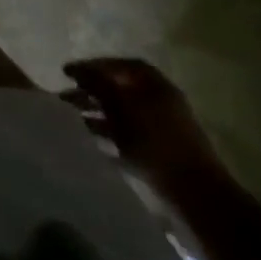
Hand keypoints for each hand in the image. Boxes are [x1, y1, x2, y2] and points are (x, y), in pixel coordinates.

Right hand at [62, 58, 227, 200]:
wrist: (196, 194)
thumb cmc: (157, 140)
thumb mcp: (122, 105)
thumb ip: (97, 83)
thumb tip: (77, 69)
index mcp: (154, 83)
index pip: (118, 65)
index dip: (91, 66)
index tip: (67, 73)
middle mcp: (158, 100)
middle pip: (117, 89)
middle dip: (90, 92)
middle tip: (63, 97)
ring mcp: (160, 128)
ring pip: (120, 115)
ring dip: (95, 115)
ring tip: (70, 120)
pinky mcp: (157, 154)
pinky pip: (126, 138)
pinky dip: (107, 137)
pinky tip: (89, 142)